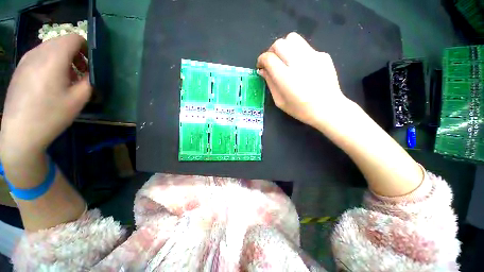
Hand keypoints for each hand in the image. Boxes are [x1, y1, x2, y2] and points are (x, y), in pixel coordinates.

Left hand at [0, 34, 91, 159]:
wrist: (21, 131)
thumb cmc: (52, 114)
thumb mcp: (79, 99)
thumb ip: (88, 80)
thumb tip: (90, 72)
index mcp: (54, 58)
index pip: (74, 38)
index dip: (86, 47)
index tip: (90, 64)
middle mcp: (38, 52)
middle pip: (62, 41)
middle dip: (75, 53)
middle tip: (80, 73)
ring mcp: (26, 59)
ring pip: (50, 48)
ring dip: (62, 58)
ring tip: (66, 78)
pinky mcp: (20, 68)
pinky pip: (39, 56)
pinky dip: (50, 62)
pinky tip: (50, 81)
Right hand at [256, 32, 350, 127]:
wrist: (328, 108)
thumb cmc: (301, 109)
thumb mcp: (280, 101)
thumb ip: (270, 84)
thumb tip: (262, 71)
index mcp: (286, 78)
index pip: (269, 58)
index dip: (261, 59)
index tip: (261, 66)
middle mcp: (299, 63)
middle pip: (279, 44)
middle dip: (271, 51)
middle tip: (272, 62)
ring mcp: (313, 56)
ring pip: (292, 38)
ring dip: (284, 47)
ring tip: (284, 59)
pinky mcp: (322, 55)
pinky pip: (305, 46)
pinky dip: (297, 52)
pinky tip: (300, 65)